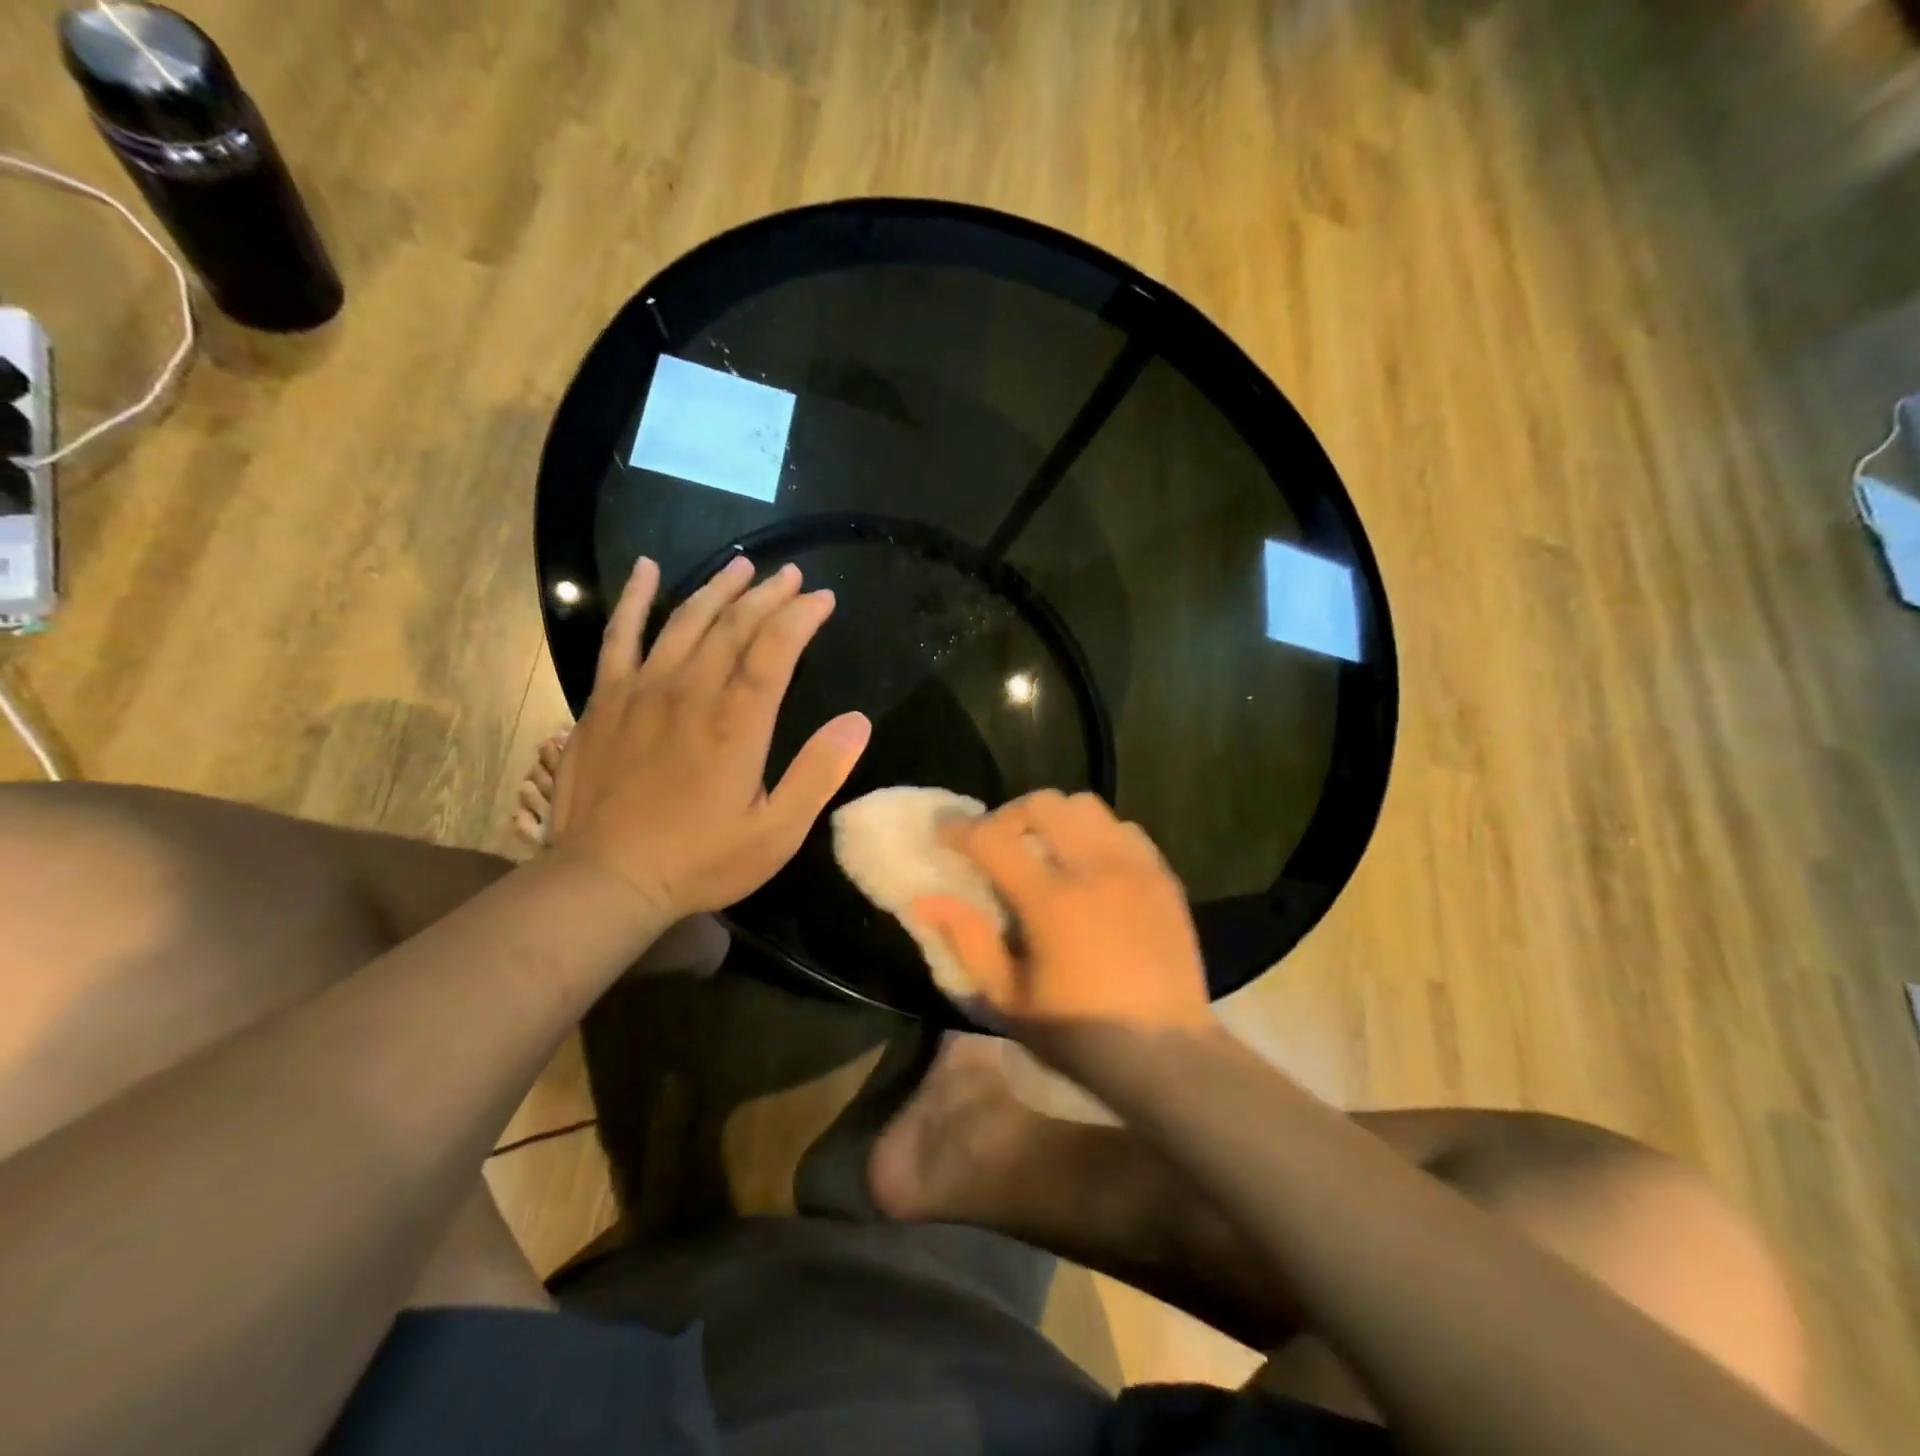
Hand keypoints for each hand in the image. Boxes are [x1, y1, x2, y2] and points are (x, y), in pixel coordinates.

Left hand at [547, 554, 871, 920]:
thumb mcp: (776, 832)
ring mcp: (642, 690)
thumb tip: (858, 721)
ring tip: (744, 566)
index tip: (824, 598)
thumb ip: (818, 774)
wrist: (605, 880)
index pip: (774, 648)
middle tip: (793, 576)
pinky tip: (647, 570)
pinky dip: (633, 598)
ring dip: (718, 588)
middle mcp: (690, 692)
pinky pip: (618, 635)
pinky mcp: (605, 699)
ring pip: (685, 620)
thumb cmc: (700, 860)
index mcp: (737, 723)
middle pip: (734, 625)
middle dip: (769, 595)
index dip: (802, 616)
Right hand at [913, 791, 1213, 1038]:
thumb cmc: (1079, 1033)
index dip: (959, 829)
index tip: (943, 831)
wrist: (1166, 1055)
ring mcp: (1134, 867)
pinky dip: (1097, 834)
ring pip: (1087, 806)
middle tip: (998, 845)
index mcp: (1051, 901)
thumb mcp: (1008, 999)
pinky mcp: (1163, 876)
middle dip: (1010, 816)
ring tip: (1046, 849)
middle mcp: (1094, 869)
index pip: (993, 839)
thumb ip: (967, 940)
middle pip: (1043, 804)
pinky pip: (1124, 829)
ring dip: (1056, 819)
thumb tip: (926, 899)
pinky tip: (1091, 866)